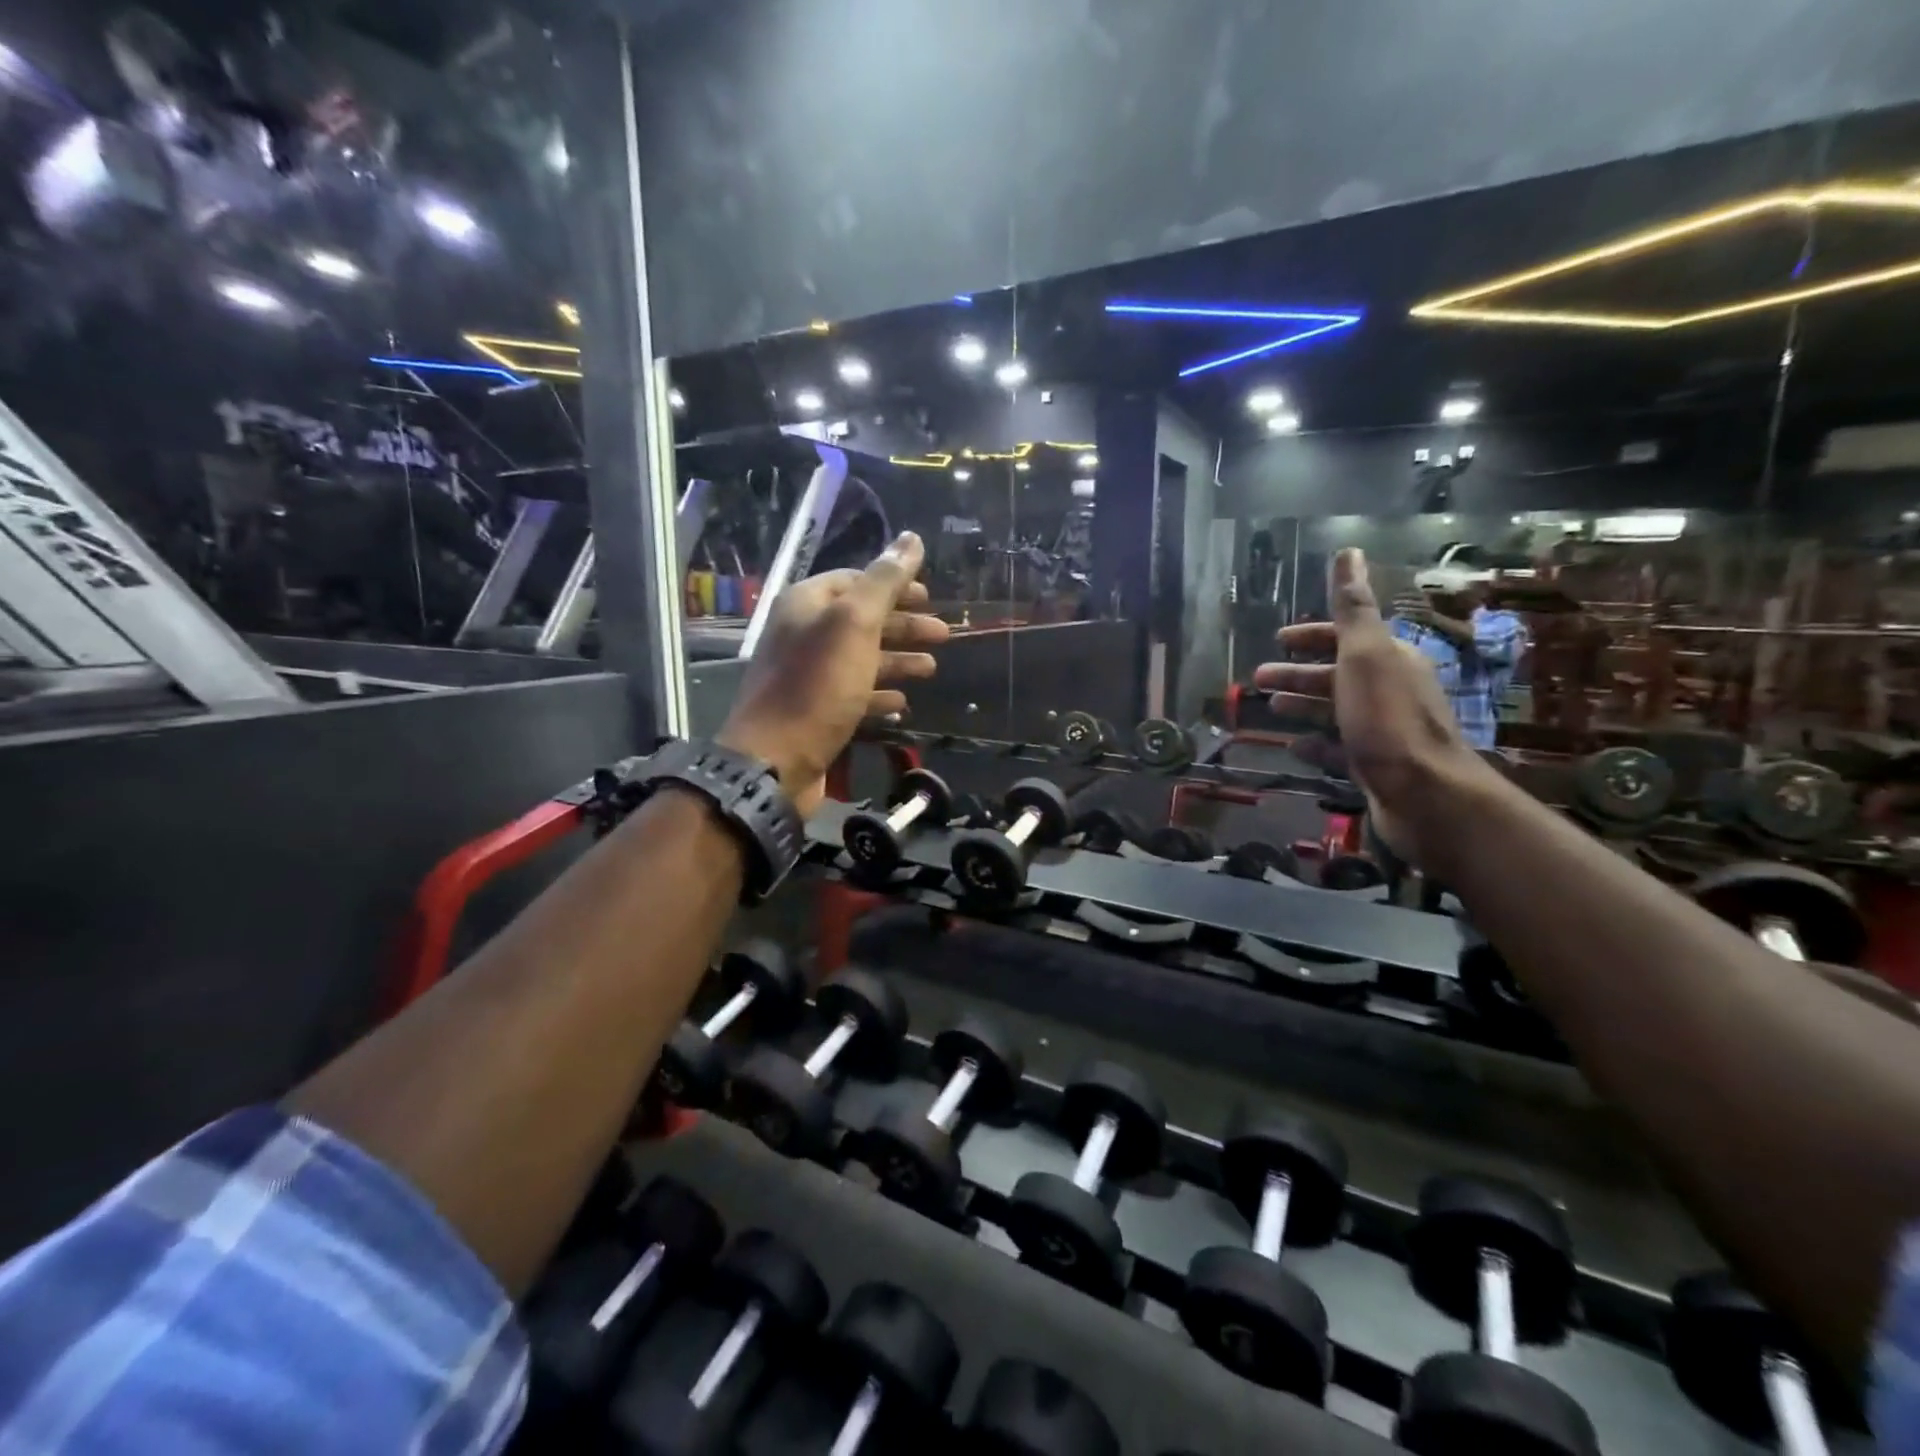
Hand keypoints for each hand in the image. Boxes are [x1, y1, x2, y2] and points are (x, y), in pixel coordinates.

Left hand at [719, 532, 947, 814]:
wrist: (775, 760)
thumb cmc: (817, 685)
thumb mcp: (855, 624)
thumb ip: (885, 581)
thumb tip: (911, 538)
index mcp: (807, 604)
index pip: (854, 580)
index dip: (894, 584)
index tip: (929, 596)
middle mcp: (804, 635)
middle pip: (862, 621)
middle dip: (904, 626)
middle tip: (944, 634)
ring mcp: (809, 677)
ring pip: (861, 660)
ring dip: (897, 661)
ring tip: (932, 669)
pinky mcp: (816, 713)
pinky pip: (853, 695)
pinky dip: (879, 695)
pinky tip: (902, 703)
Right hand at [1255, 549, 1495, 873]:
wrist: (1424, 794)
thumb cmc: (1387, 719)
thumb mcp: (1365, 654)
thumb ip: (1353, 607)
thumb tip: (1349, 551)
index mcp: (1390, 660)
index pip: (1347, 637)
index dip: (1312, 636)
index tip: (1279, 640)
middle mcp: (1390, 691)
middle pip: (1337, 674)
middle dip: (1298, 673)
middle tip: (1258, 679)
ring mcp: (1383, 731)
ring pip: (1335, 710)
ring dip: (1302, 705)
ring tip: (1269, 709)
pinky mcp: (1375, 766)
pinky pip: (1338, 749)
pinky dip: (1315, 744)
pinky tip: (1292, 746)